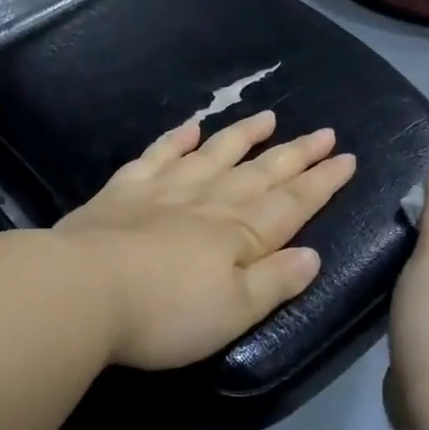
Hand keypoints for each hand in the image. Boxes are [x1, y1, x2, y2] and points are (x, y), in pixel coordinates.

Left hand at [55, 110, 356, 370]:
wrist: (82, 290)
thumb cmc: (165, 312)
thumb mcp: (233, 312)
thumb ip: (274, 281)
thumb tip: (312, 255)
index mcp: (239, 233)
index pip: (292, 203)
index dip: (321, 182)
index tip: (346, 158)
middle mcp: (208, 201)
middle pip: (260, 173)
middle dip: (296, 154)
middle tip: (324, 132)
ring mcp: (165, 190)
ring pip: (214, 154)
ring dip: (242, 136)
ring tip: (267, 116)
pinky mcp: (124, 191)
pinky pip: (158, 156)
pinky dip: (176, 140)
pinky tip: (190, 128)